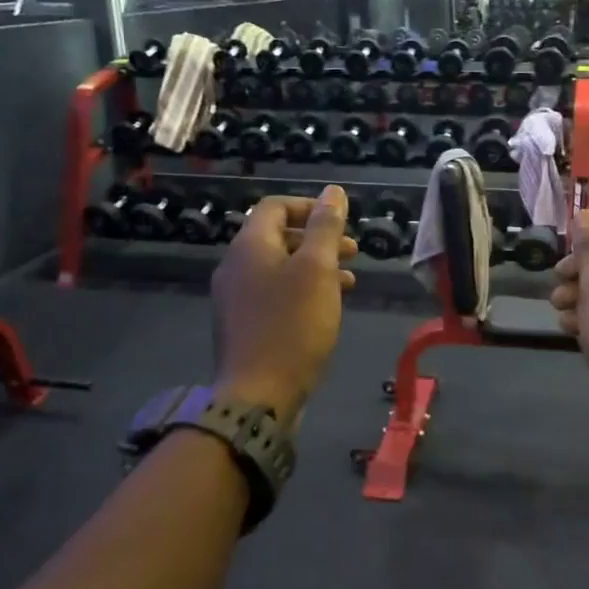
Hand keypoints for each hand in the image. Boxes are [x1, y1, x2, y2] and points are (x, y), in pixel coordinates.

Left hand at [212, 188, 355, 419]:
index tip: (341, 221)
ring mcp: (235, 299)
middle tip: (353, 251)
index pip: (275, 206)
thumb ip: (325, 228)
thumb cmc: (292, 326)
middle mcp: (235, 267)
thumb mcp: (317, 270)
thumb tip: (333, 192)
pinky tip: (325, 309)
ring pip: (278, 268)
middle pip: (276, 237)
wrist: (257, 396)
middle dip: (317, 239)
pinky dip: (301, 292)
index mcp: (249, 246)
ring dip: (313, 267)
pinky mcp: (243, 326)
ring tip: (348, 281)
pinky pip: (274, 295)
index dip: (309, 206)